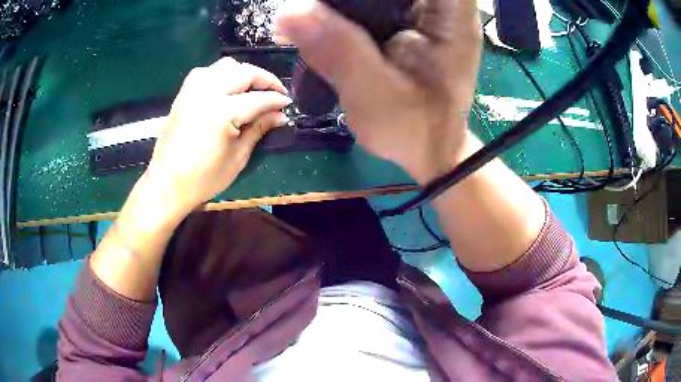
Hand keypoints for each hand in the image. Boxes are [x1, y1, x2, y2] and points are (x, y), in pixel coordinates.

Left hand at [147, 58, 291, 215]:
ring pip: (226, 65)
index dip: (277, 100)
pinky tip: (226, 88)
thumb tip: (280, 115)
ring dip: (243, 73)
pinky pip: (207, 72)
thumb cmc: (203, 179)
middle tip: (275, 93)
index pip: (259, 98)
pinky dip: (222, 74)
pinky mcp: (184, 93)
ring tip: (251, 89)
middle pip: (245, 72)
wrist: (166, 184)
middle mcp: (208, 92)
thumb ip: (259, 129)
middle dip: (265, 80)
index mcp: (223, 112)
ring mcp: (193, 90)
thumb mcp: (237, 157)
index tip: (288, 103)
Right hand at [275, 0, 481, 182]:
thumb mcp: (375, 96)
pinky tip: (325, 23)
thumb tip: (287, 11)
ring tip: (314, 17)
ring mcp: (429, 13)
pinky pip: (375, 3)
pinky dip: (347, 10)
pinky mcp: (411, 22)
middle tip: (314, 10)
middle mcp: (445, 8)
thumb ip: (337, 50)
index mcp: (452, 16)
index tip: (341, 4)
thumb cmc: (415, 131)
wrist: (430, 151)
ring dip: (344, 3)